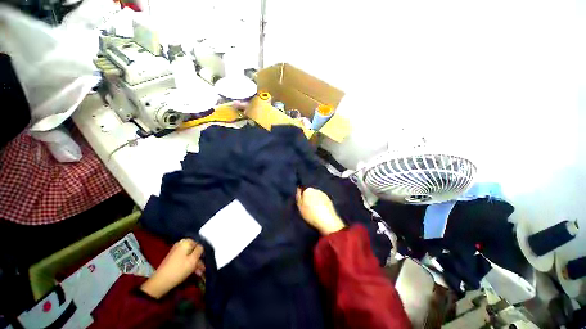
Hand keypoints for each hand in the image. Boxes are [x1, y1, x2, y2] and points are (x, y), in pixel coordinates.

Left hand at [141, 239, 204, 298]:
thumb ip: (200, 250)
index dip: (203, 252)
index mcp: (186, 241)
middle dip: (199, 259)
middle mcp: (181, 244)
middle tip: (203, 269)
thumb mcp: (194, 259)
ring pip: (190, 256)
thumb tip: (202, 246)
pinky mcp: (173, 258)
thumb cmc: (179, 269)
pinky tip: (193, 272)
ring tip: (199, 273)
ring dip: (195, 264)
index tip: (206, 260)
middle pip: (194, 250)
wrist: (161, 282)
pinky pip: (184, 259)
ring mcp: (176, 251)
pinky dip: (189, 264)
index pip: (200, 243)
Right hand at [296, 187, 345, 235]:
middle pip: (310, 193)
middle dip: (309, 199)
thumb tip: (299, 189)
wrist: (327, 221)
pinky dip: (321, 204)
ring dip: (315, 201)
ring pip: (316, 197)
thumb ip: (298, 197)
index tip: (302, 205)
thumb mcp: (300, 207)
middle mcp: (316, 190)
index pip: (302, 191)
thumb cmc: (311, 214)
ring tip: (315, 211)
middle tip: (308, 209)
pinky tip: (321, 212)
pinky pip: (322, 201)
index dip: (302, 198)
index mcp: (308, 190)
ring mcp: (324, 194)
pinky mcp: (329, 200)